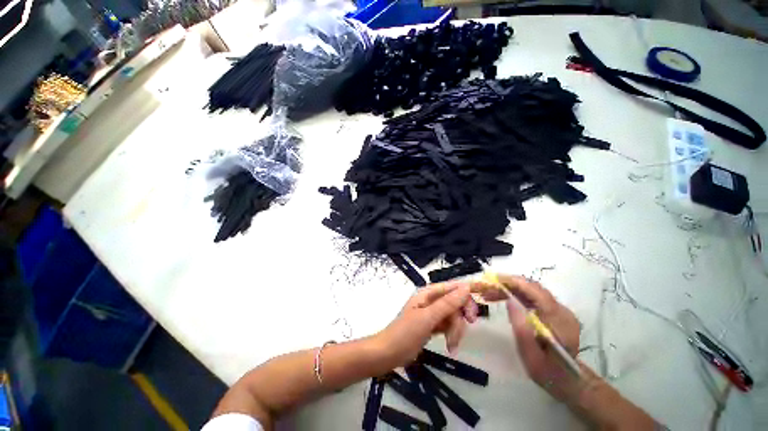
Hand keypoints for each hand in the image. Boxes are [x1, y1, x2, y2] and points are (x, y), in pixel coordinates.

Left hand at [374, 282, 477, 368]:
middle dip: (460, 317)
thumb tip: (466, 287)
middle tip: (468, 327)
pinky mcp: (433, 326)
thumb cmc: (405, 333)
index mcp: (428, 293)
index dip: (466, 294)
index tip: (475, 311)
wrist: (389, 354)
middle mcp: (431, 300)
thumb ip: (447, 303)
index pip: (452, 287)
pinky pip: (449, 326)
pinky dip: (452, 336)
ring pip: (454, 316)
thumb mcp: (427, 317)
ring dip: (456, 330)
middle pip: (455, 303)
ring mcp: (432, 313)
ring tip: (451, 345)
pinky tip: (450, 347)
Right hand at [474, 275, 581, 401]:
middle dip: (507, 285)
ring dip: (508, 289)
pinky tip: (501, 297)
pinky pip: (531, 296)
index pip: (538, 293)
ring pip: (530, 290)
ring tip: (489, 293)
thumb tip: (509, 300)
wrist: (565, 380)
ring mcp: (558, 309)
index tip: (494, 279)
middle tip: (486, 289)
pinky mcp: (552, 310)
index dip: (515, 283)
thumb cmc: (547, 372)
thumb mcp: (531, 356)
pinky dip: (514, 294)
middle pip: (532, 288)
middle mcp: (562, 311)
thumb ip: (521, 329)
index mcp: (560, 322)